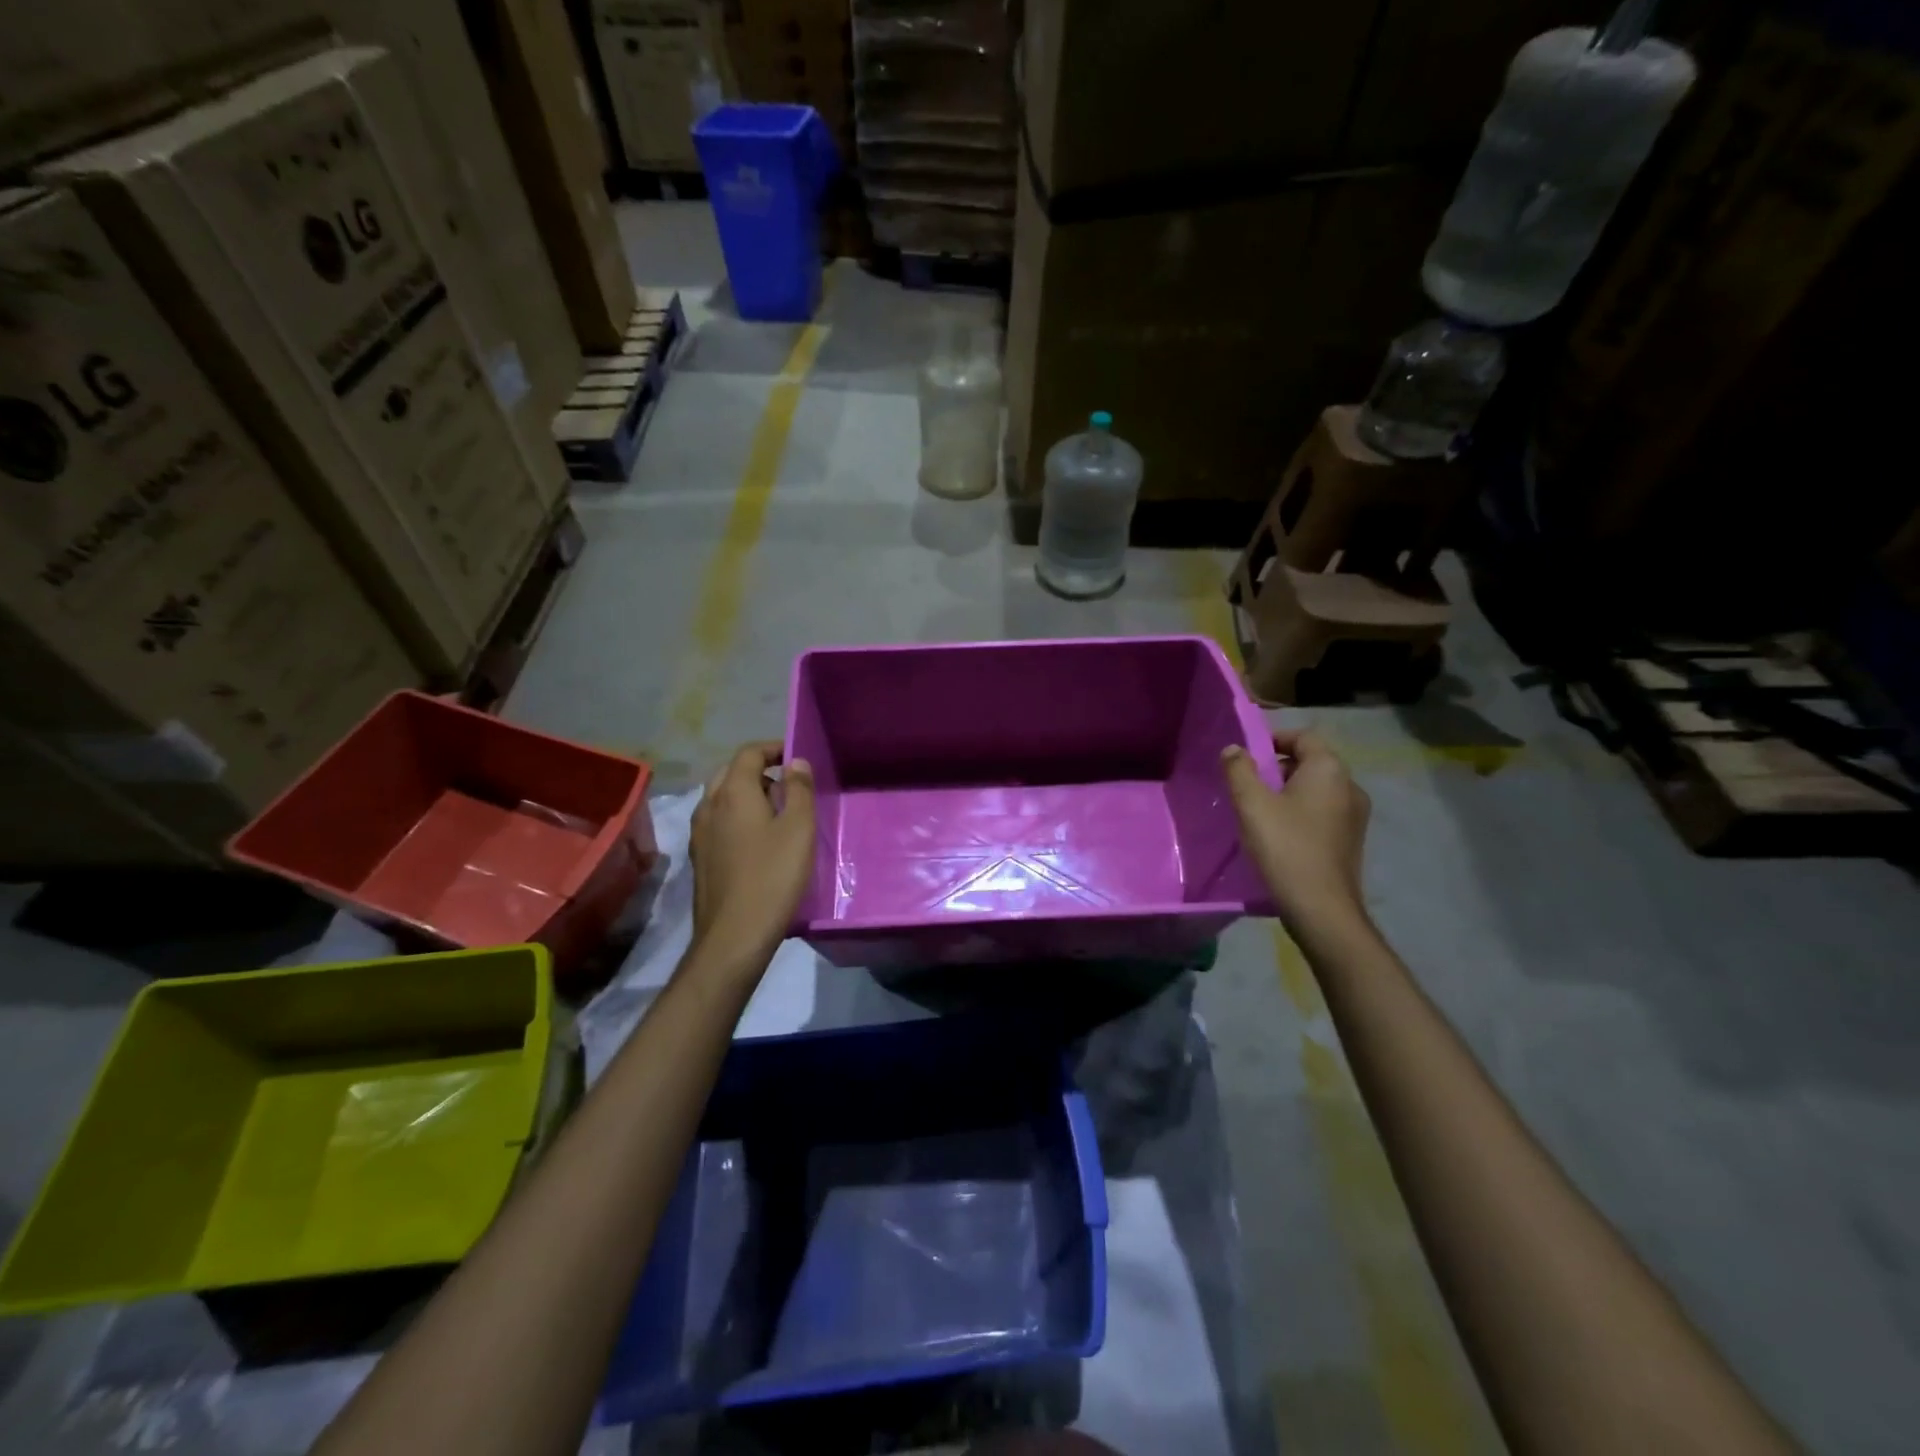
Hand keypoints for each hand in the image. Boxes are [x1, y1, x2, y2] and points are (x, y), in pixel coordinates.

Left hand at [689, 742, 815, 961]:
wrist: (734, 935)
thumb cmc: (772, 876)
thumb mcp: (798, 829)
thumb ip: (799, 790)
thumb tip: (795, 762)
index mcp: (732, 793)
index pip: (748, 753)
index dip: (773, 748)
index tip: (796, 756)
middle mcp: (709, 806)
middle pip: (731, 772)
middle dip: (759, 770)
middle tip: (789, 783)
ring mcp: (700, 833)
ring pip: (721, 798)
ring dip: (747, 794)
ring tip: (777, 811)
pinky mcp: (700, 857)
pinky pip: (718, 821)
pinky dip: (737, 816)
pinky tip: (757, 839)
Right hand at [1222, 727, 1370, 935]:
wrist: (1321, 909)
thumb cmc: (1285, 847)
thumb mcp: (1251, 804)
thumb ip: (1238, 770)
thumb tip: (1233, 749)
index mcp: (1329, 770)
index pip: (1303, 737)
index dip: (1273, 739)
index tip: (1245, 755)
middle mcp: (1350, 786)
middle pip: (1310, 762)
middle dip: (1277, 768)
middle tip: (1246, 785)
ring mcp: (1355, 816)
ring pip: (1316, 790)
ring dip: (1287, 793)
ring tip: (1258, 812)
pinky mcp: (1351, 840)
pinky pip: (1322, 813)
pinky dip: (1300, 814)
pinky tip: (1278, 835)